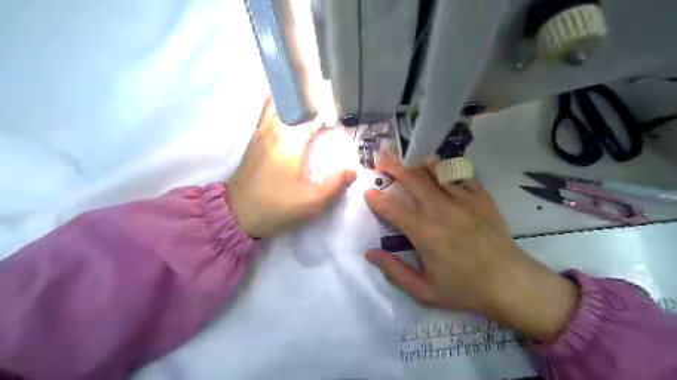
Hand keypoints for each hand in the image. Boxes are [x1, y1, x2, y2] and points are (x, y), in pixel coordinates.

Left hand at [229, 102, 355, 236]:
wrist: (238, 214)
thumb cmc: (276, 207)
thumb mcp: (311, 202)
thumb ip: (335, 185)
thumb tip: (352, 171)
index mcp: (289, 142)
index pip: (313, 117)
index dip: (329, 116)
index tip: (339, 122)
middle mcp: (273, 129)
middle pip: (294, 102)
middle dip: (312, 101)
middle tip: (327, 105)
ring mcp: (260, 131)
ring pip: (278, 103)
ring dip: (295, 101)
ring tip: (310, 107)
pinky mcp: (253, 138)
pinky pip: (268, 112)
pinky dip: (281, 107)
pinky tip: (291, 116)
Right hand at [362, 156, 578, 341]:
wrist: (510, 282)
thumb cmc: (464, 289)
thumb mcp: (423, 290)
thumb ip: (393, 271)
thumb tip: (369, 254)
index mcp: (424, 231)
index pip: (391, 207)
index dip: (375, 197)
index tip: (368, 192)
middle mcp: (440, 208)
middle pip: (411, 177)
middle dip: (391, 166)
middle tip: (381, 163)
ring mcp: (463, 198)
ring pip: (434, 170)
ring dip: (416, 164)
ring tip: (407, 163)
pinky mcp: (480, 196)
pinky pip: (457, 174)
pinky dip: (443, 170)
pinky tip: (438, 173)